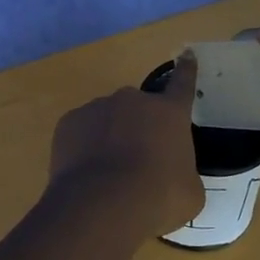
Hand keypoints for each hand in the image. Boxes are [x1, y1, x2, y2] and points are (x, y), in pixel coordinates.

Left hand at [47, 55, 202, 239]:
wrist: (100, 206)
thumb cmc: (157, 198)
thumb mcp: (189, 193)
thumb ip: (184, 173)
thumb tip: (175, 175)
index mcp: (169, 113)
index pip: (183, 83)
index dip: (186, 69)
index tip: (186, 54)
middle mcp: (133, 101)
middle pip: (140, 109)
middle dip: (140, 128)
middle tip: (139, 161)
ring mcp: (97, 107)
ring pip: (108, 119)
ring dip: (111, 137)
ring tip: (109, 175)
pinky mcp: (69, 122)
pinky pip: (82, 132)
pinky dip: (85, 147)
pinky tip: (87, 174)